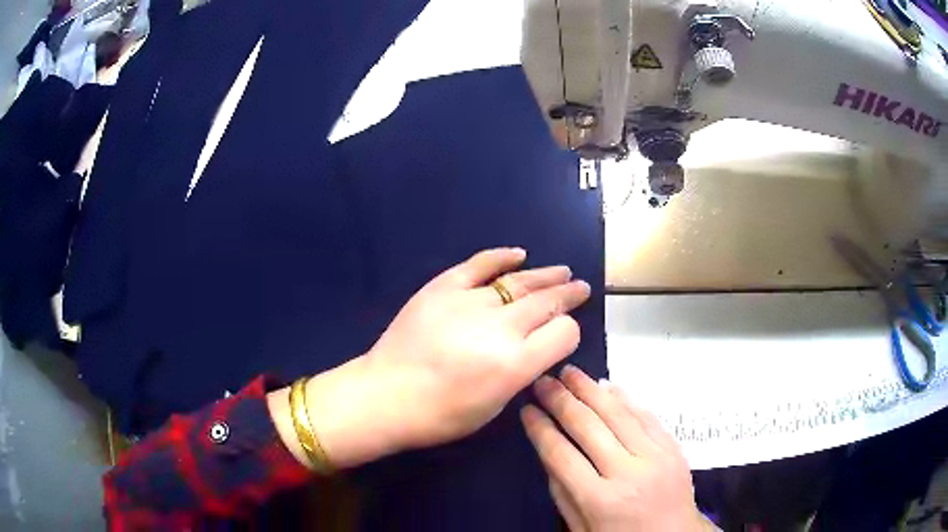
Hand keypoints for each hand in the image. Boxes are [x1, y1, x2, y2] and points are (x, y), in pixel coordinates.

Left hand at [288, 248, 591, 469]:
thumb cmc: (440, 416)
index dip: (570, 332)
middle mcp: (499, 328)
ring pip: (519, 281)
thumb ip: (522, 372)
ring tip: (562, 271)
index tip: (565, 334)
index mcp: (515, 363)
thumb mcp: (494, 406)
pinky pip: (478, 265)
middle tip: (580, 288)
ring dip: (545, 276)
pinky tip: (519, 253)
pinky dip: (501, 256)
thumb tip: (535, 347)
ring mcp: (469, 302)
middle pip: (547, 302)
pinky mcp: (442, 287)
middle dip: (568, 294)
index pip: (564, 333)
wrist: (384, 395)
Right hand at [522, 366, 709, 531]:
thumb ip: (563, 494)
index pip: (562, 455)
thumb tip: (548, 452)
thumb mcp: (582, 529)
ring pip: (618, 413)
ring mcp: (655, 456)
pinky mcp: (672, 447)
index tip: (527, 409)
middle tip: (543, 381)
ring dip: (591, 390)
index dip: (541, 429)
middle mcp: (628, 472)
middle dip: (561, 401)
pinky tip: (608, 385)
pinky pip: (647, 415)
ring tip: (569, 373)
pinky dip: (626, 398)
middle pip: (589, 427)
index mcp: (600, 500)